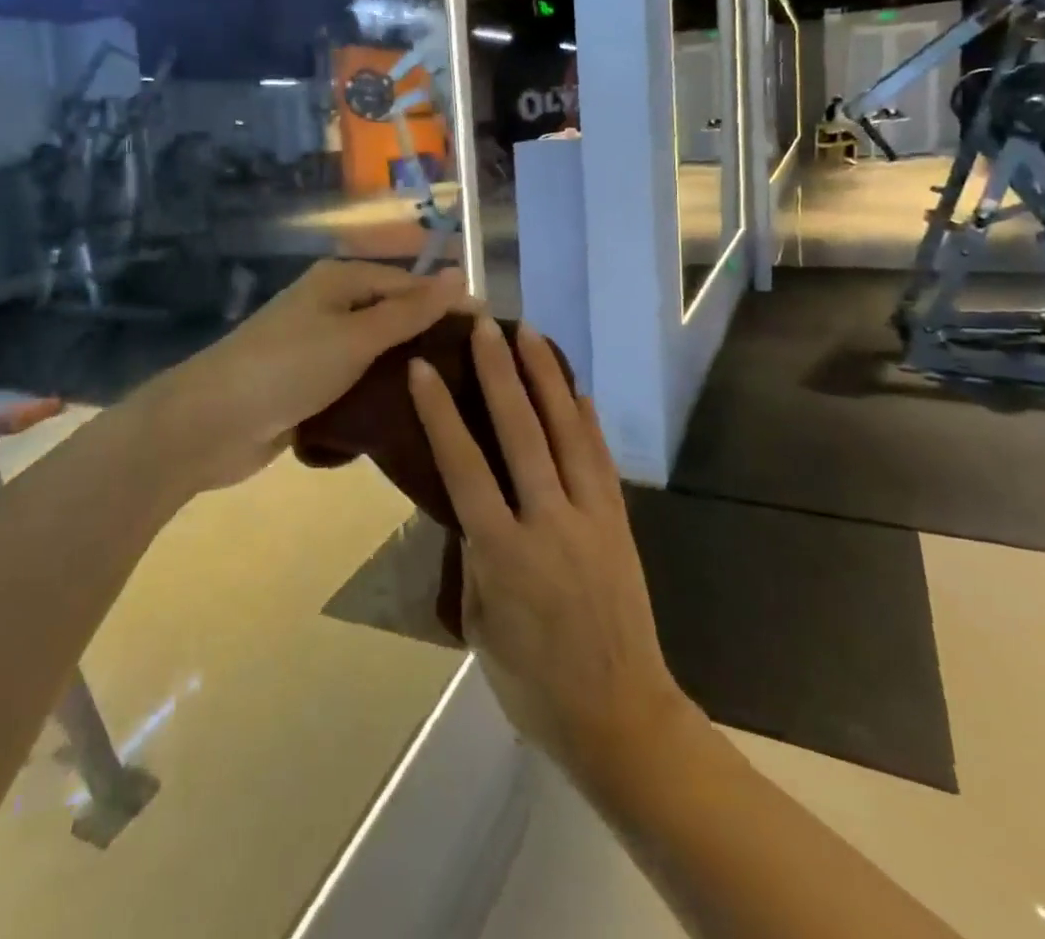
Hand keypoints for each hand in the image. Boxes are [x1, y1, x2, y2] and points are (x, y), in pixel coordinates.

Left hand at [147, 259, 466, 493]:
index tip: (493, 335)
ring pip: (377, 353)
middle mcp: (330, 306)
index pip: (409, 284)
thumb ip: (408, 310)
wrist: (210, 423)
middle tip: (480, 373)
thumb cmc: (287, 368)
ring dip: (407, 370)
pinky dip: (380, 393)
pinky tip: (412, 414)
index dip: (449, 305)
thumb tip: (460, 274)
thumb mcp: (355, 336)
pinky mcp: (309, 384)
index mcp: (340, 281)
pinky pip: (357, 381)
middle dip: (431, 339)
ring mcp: (317, 347)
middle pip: (393, 316)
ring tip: (457, 397)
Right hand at [408, 318, 689, 785]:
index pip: (464, 467)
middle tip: (484, 326)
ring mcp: (590, 518)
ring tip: (530, 334)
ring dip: (546, 379)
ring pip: (567, 433)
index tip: (424, 368)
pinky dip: (587, 419)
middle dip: (500, 373)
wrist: (620, 718)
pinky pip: (600, 459)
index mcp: (503, 553)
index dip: (441, 413)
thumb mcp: (480, 625)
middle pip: (521, 433)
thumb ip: (475, 558)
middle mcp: (548, 522)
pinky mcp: (618, 523)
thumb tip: (473, 508)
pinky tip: (577, 389)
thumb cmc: (533, 683)